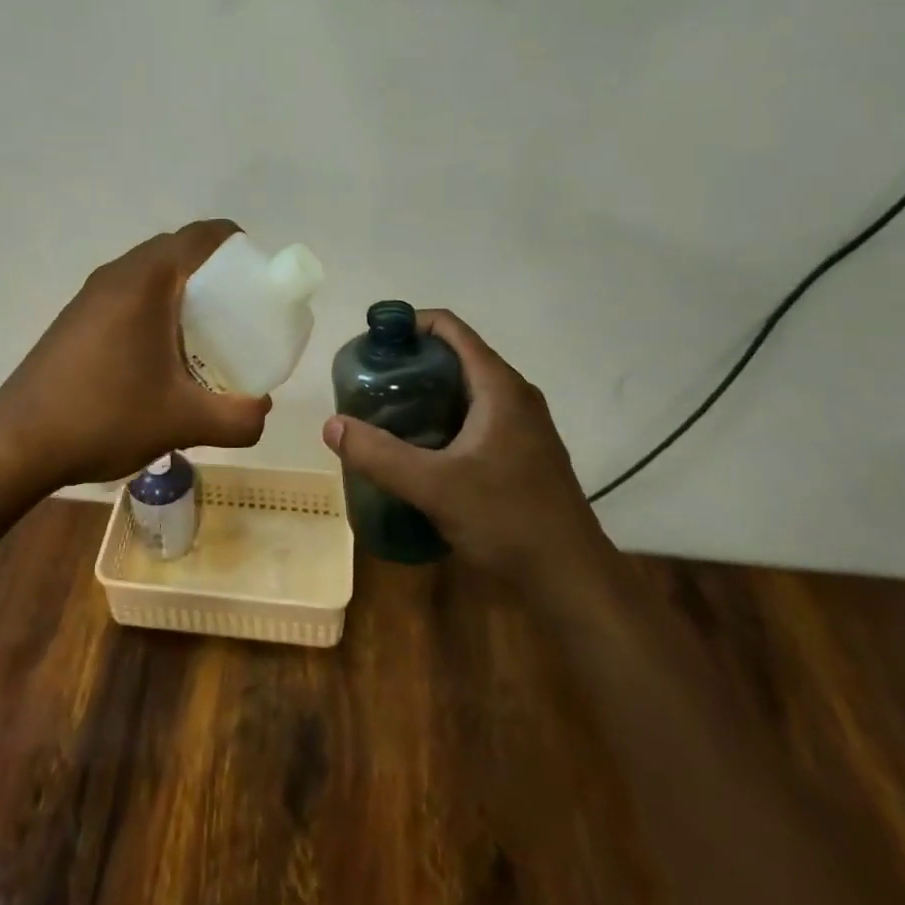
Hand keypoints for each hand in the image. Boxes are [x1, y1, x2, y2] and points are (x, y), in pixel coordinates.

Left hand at [0, 220, 270, 489]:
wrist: (17, 443)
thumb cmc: (105, 416)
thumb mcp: (182, 421)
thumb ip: (237, 418)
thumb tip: (263, 411)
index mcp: (146, 280)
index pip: (201, 235)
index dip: (236, 244)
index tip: (258, 278)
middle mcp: (117, 274)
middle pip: (176, 250)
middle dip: (213, 271)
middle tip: (238, 312)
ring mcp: (91, 294)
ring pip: (149, 272)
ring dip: (180, 290)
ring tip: (203, 335)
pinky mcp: (76, 317)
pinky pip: (127, 293)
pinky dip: (153, 306)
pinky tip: (159, 355)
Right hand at [321, 310, 623, 602]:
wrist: (573, 581)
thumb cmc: (508, 520)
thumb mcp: (434, 487)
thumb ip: (380, 455)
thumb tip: (331, 425)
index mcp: (499, 387)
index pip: (451, 328)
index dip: (410, 324)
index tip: (373, 342)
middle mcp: (515, 396)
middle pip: (456, 357)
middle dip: (412, 362)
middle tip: (372, 382)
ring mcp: (523, 426)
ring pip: (466, 390)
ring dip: (427, 392)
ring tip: (387, 412)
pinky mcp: (523, 453)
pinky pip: (477, 417)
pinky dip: (445, 417)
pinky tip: (421, 448)